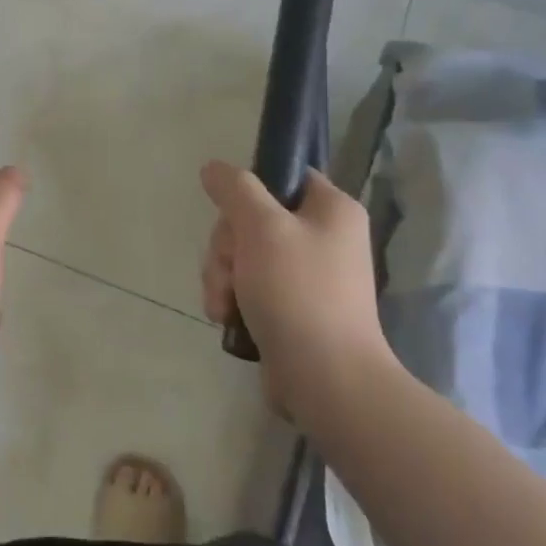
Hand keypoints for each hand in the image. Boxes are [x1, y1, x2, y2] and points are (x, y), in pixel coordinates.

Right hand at [199, 160, 398, 430]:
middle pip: (252, 219)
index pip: (283, 176)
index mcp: (331, 209)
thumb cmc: (298, 292)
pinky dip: (232, 298)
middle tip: (228, 271)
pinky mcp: (290, 307)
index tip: (233, 218)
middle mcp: (324, 237)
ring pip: (243, 255)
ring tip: (224, 304)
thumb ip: (235, 189)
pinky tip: (226, 317)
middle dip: (226, 247)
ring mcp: (307, 275)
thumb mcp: (261, 228)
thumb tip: (214, 167)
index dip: (248, 192)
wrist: (325, 378)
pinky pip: (248, 286)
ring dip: (222, 276)